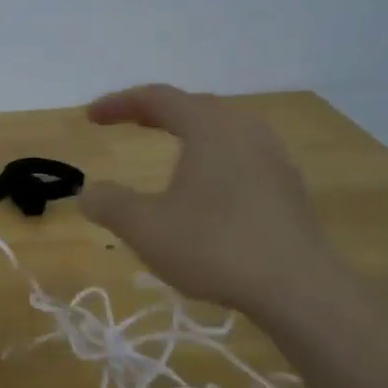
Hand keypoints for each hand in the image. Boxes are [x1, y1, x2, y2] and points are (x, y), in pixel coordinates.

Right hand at [79, 85, 339, 317]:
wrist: (298, 288)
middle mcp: (245, 130)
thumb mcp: (145, 227)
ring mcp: (273, 158)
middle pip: (194, 107)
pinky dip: (211, 159)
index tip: (91, 117)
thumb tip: (89, 192)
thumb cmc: (214, 246)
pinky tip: (205, 190)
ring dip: (188, 135)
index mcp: (209, 127)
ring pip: (222, 132)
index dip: (119, 103)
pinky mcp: (288, 189)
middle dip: (155, 112)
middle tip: (127, 123)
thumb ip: (109, 204)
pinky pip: (240, 157)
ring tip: (167, 150)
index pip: (157, 98)